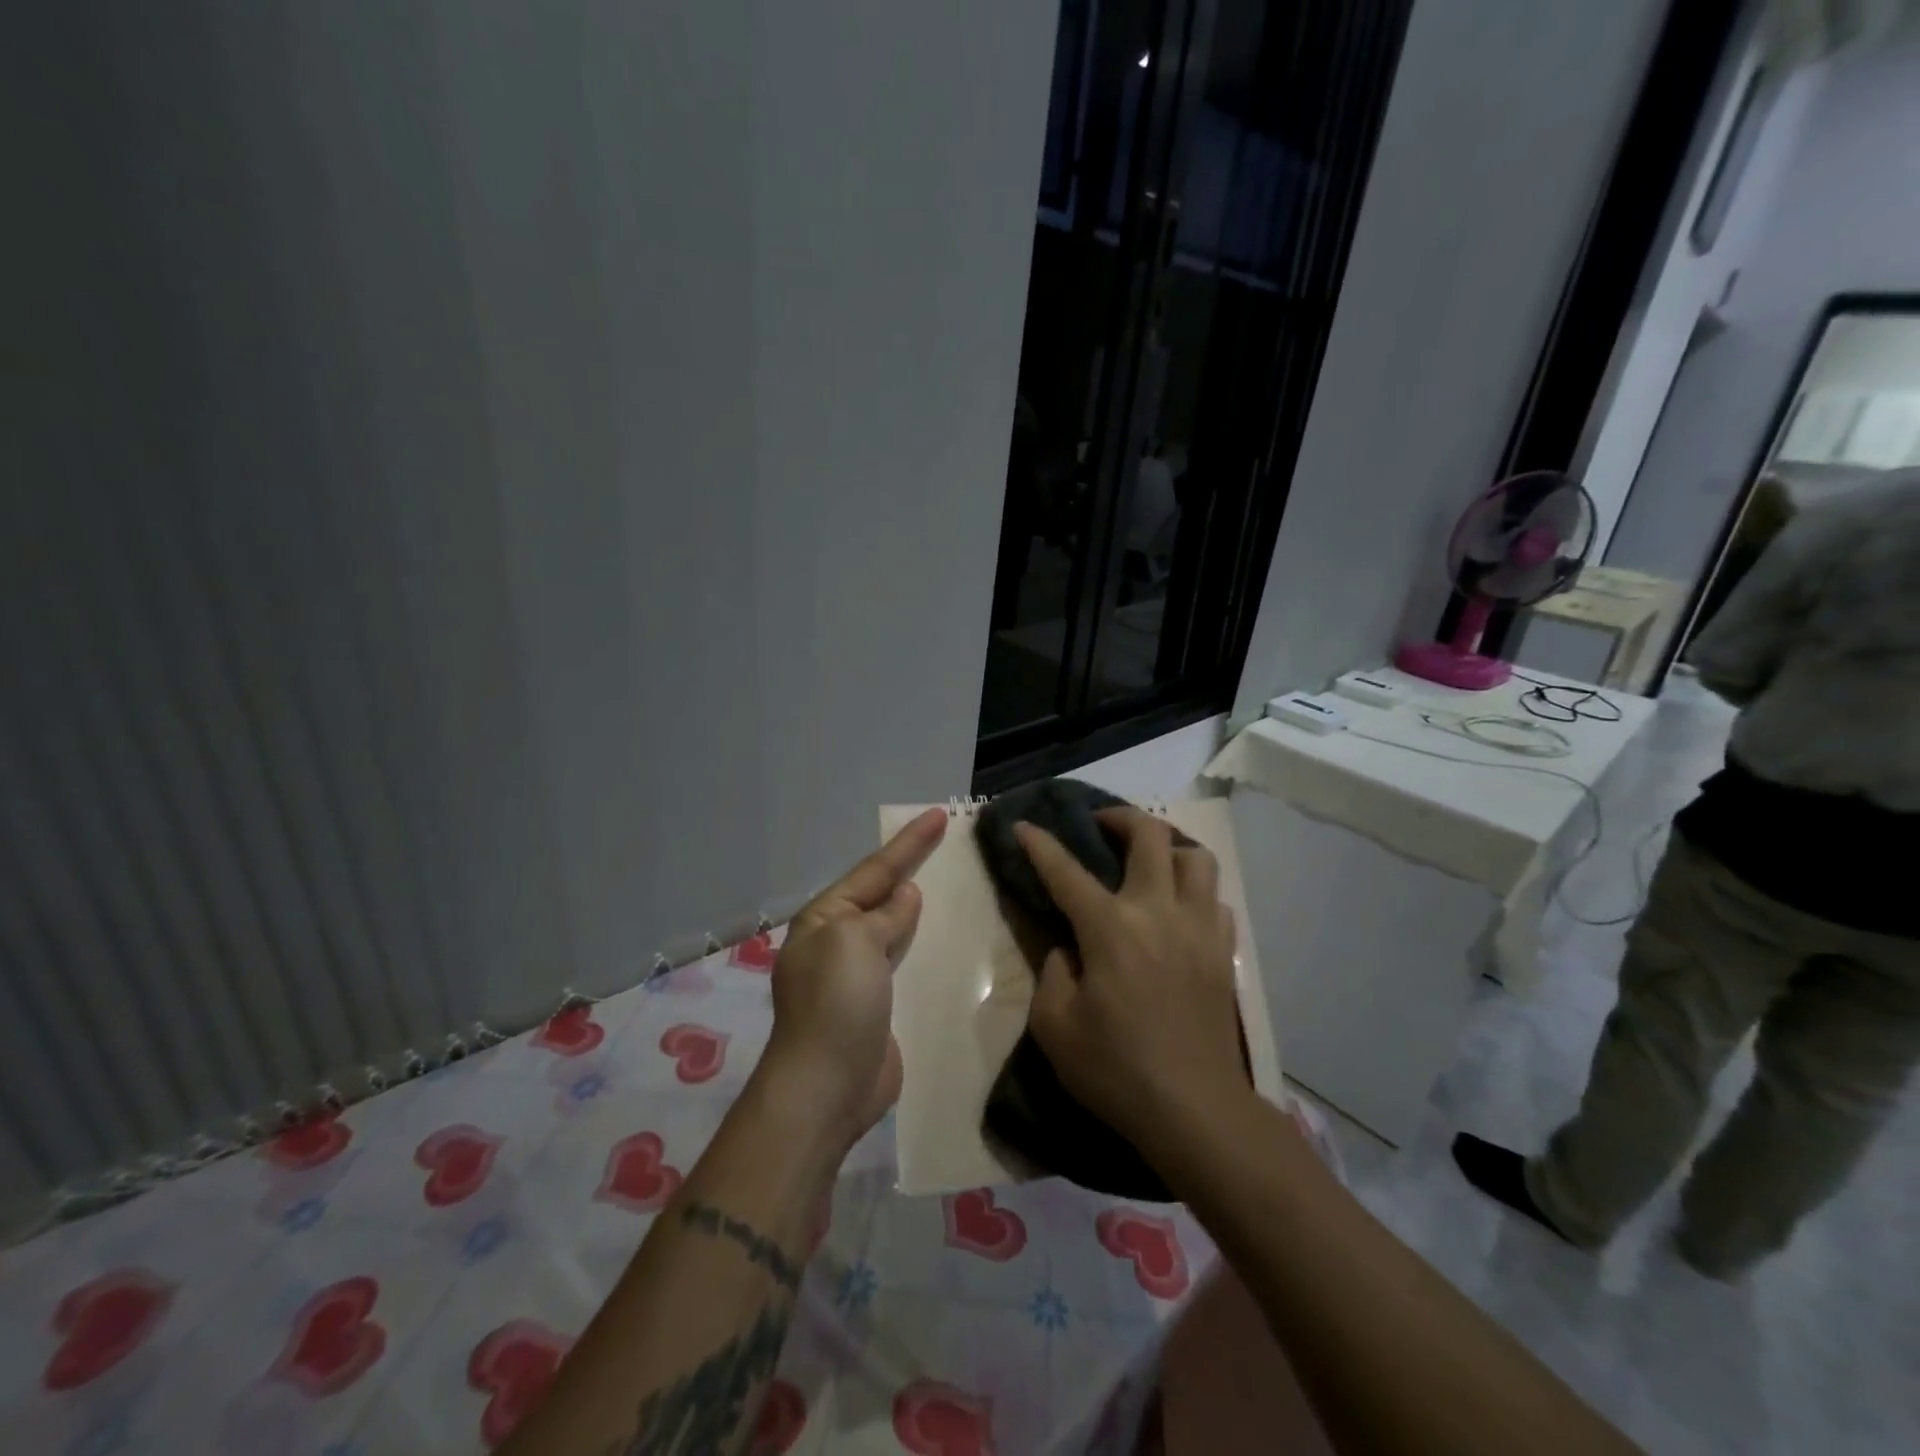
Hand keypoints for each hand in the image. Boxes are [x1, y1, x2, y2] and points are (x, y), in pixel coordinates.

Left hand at [758, 808, 947, 1151]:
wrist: (826, 1088)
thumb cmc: (836, 1003)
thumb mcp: (856, 943)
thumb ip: (884, 915)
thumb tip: (905, 895)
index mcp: (825, 918)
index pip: (874, 869)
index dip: (909, 842)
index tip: (940, 814)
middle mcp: (838, 941)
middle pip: (882, 894)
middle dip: (912, 868)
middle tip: (949, 843)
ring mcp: (857, 976)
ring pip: (896, 928)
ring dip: (920, 908)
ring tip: (954, 885)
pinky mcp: (878, 1005)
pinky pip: (905, 963)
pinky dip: (924, 946)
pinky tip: (947, 940)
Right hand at [1015, 808, 1250, 1154]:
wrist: (1195, 1111)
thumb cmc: (1116, 1070)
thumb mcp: (1054, 1026)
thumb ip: (1052, 971)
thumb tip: (1069, 947)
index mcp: (1110, 928)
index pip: (1066, 871)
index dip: (1040, 844)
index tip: (1023, 825)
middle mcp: (1158, 912)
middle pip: (1149, 836)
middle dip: (1120, 818)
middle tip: (1101, 826)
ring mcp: (1199, 928)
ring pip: (1196, 857)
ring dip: (1168, 847)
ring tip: (1149, 862)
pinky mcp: (1224, 952)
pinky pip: (1216, 899)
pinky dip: (1195, 891)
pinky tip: (1179, 910)